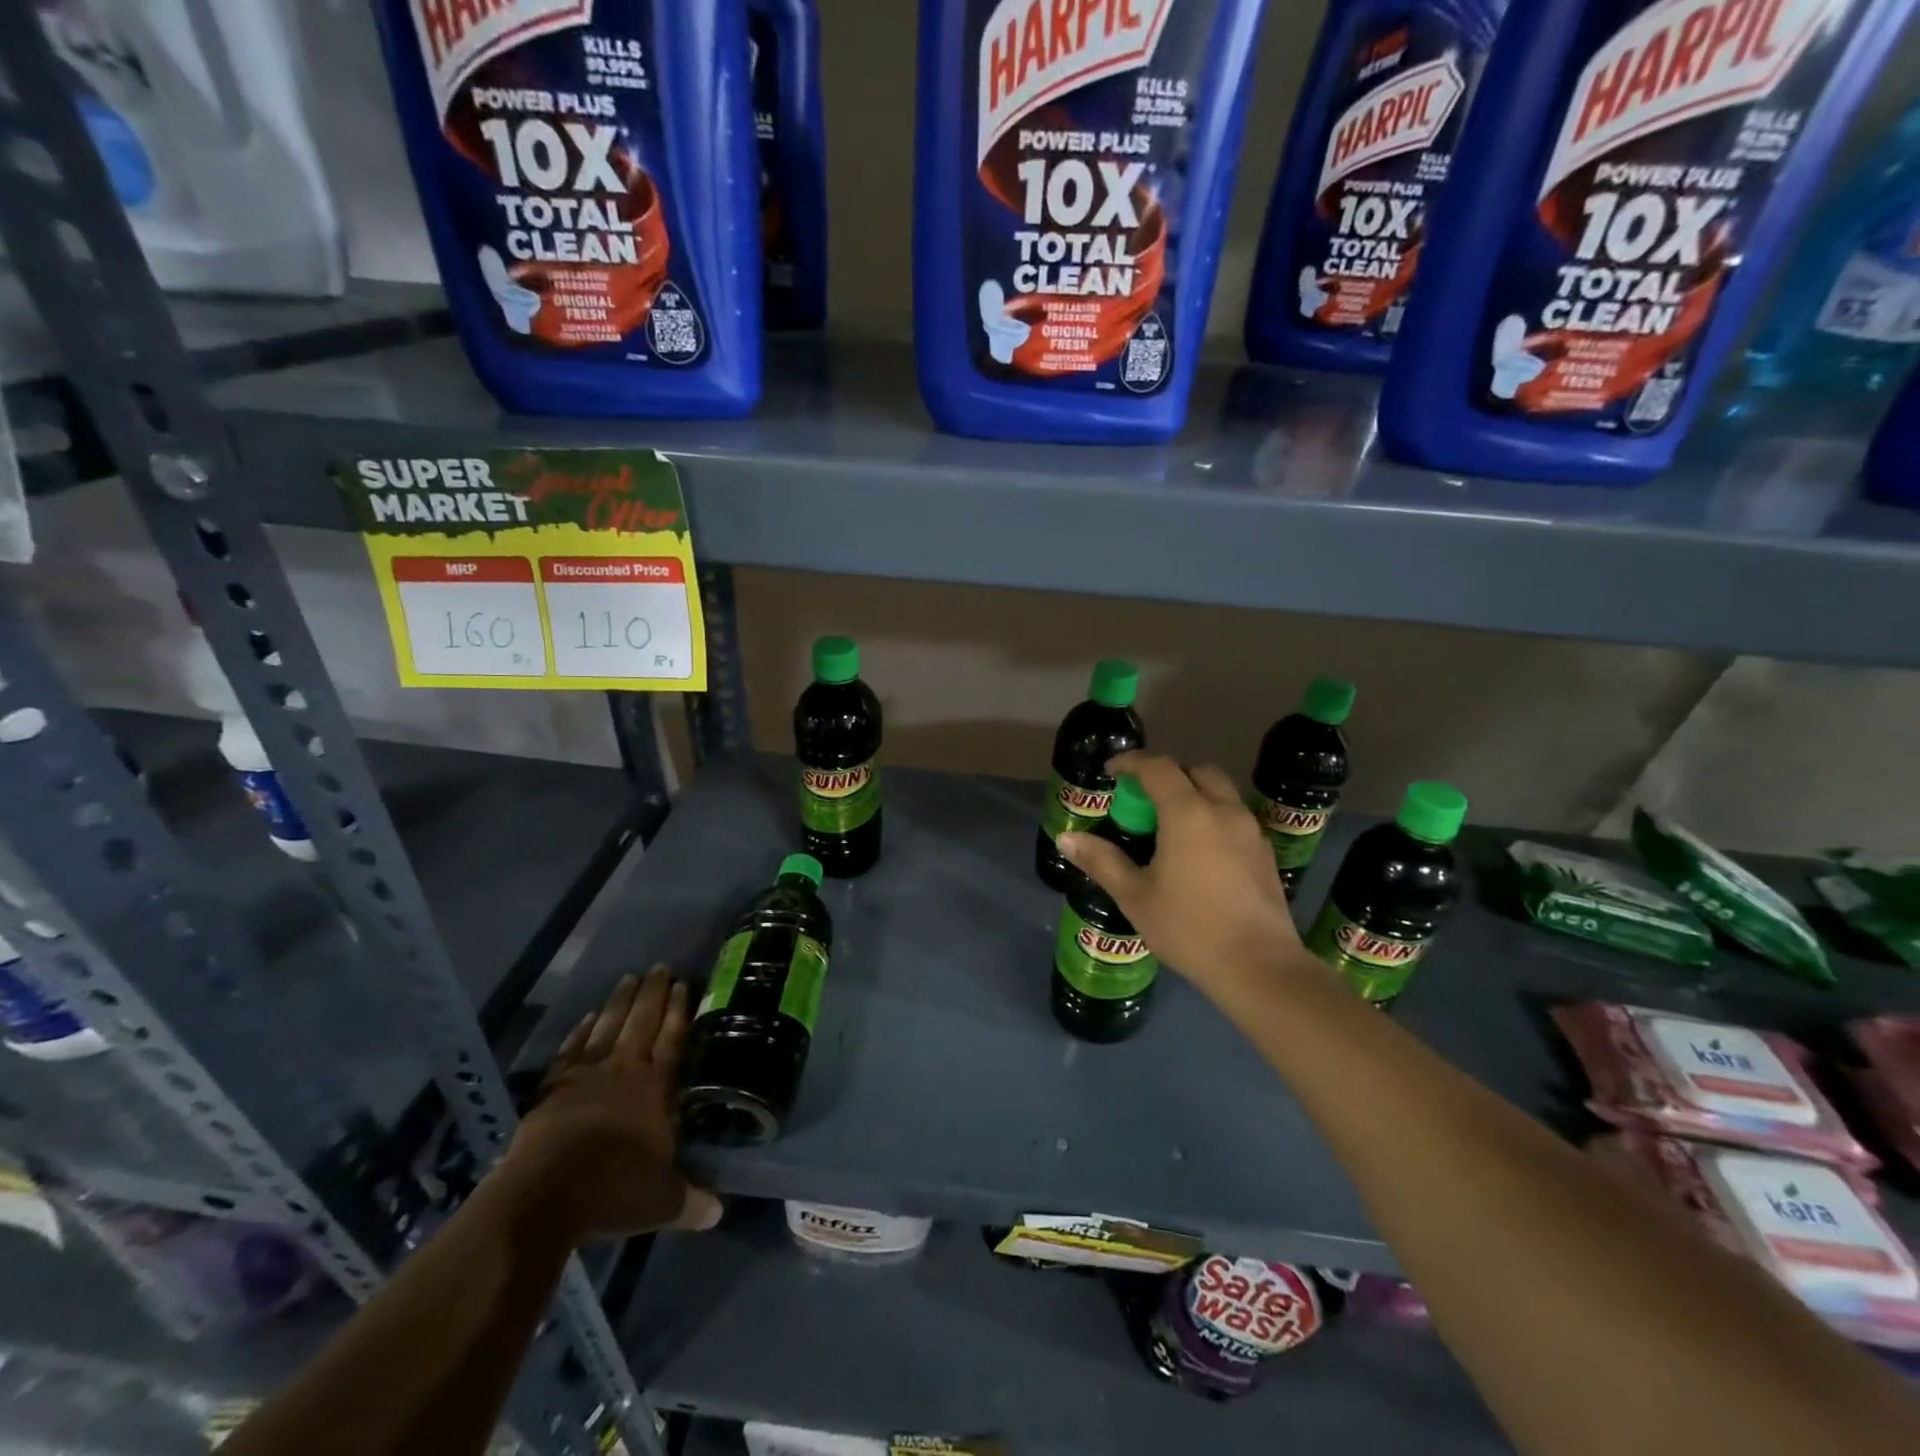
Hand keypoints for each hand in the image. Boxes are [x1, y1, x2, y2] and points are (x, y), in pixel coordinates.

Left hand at [501, 967, 721, 1241]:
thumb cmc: (613, 1192)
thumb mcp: (662, 1203)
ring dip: (620, 1002)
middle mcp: (623, 1071)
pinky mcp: (552, 1089)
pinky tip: (588, 1017)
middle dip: (654, 993)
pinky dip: (581, 1031)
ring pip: (608, 1027)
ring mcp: (584, 1077)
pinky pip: (571, 1050)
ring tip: (629, 978)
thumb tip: (719, 1212)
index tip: (685, 983)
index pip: (673, 1039)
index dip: (680, 1011)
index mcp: (655, 1089)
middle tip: (661, 966)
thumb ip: (691, 1201)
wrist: (544, 1197)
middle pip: (642, 1022)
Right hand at [1058, 752, 1316, 1002]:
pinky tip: (1200, 852)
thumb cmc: (1189, 928)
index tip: (1111, 771)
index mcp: (1188, 814)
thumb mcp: (1135, 896)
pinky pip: (1235, 817)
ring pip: (1221, 793)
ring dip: (1194, 794)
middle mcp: (1223, 811)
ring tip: (1170, 825)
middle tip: (1143, 800)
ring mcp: (1250, 831)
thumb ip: (1102, 861)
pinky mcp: (1266, 853)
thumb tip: (1067, 838)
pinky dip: (1213, 816)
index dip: (1131, 762)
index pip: (1158, 767)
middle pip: (1196, 772)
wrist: (1259, 967)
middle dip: (1167, 775)